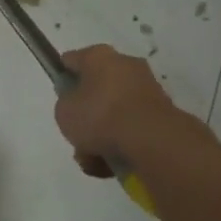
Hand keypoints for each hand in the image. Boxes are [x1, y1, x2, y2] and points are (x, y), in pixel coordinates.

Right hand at [53, 44, 190, 177]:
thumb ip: (65, 103)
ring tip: (92, 159)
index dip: (62, 78)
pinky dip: (120, 144)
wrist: (150, 139)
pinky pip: (130, 128)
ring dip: (101, 136)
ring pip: (113, 114)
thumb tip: (76, 103)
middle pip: (95, 91)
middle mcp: (125, 65)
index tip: (60, 98)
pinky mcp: (161, 114)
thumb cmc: (100, 116)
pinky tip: (110, 164)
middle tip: (77, 135)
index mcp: (99, 56)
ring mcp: (146, 89)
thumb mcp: (64, 111)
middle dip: (86, 116)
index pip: (72, 61)